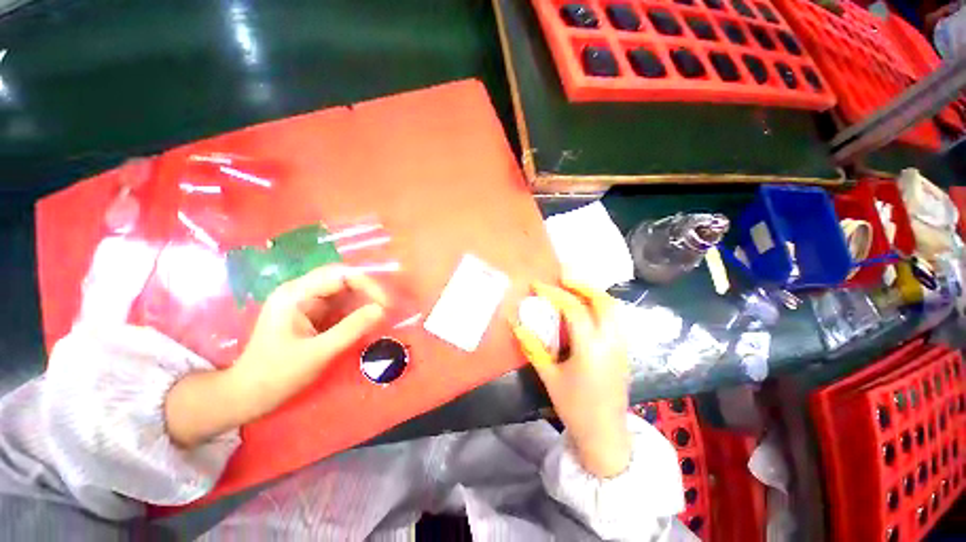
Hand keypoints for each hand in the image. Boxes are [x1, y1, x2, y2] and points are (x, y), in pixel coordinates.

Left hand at [165, 266, 385, 447]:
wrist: (248, 395)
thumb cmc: (278, 375)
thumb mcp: (318, 353)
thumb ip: (351, 329)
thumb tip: (382, 310)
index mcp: (296, 294)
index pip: (340, 275)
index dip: (367, 285)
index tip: (385, 306)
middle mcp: (301, 291)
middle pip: (343, 278)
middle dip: (367, 291)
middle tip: (385, 310)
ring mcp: (306, 302)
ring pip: (344, 291)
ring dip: (363, 301)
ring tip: (378, 317)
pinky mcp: (311, 314)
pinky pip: (340, 304)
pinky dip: (356, 311)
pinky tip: (364, 323)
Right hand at [512, 278, 630, 477]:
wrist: (606, 435)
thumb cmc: (575, 408)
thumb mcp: (549, 376)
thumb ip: (533, 347)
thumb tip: (515, 323)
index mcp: (591, 348)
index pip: (573, 309)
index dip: (554, 293)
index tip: (538, 285)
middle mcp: (611, 341)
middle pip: (602, 300)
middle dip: (581, 284)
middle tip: (561, 277)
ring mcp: (622, 345)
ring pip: (613, 307)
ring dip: (593, 292)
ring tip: (573, 287)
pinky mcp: (624, 349)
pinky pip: (615, 317)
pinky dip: (600, 304)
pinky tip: (586, 307)